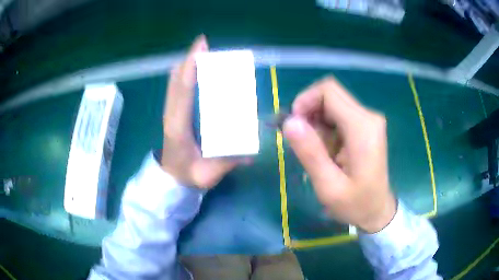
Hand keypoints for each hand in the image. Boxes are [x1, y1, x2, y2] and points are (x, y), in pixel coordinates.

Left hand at [161, 35, 245, 188]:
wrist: (170, 180)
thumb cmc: (189, 176)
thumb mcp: (208, 174)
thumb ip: (228, 162)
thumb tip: (251, 153)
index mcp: (179, 127)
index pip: (183, 91)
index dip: (191, 67)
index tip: (201, 47)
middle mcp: (173, 114)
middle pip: (177, 80)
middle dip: (189, 60)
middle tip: (205, 46)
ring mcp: (171, 112)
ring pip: (174, 82)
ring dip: (186, 65)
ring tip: (202, 54)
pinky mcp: (172, 112)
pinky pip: (176, 88)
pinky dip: (183, 75)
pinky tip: (193, 69)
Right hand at [282, 77, 395, 232]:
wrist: (377, 211)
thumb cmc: (356, 204)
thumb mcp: (329, 186)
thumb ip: (310, 153)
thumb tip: (289, 122)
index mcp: (362, 128)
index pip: (328, 91)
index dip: (305, 101)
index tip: (293, 125)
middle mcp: (368, 116)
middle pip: (330, 95)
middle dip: (309, 112)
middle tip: (299, 140)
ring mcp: (368, 121)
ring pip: (332, 105)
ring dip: (316, 122)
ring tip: (312, 150)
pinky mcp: (365, 127)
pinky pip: (338, 116)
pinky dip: (324, 127)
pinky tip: (323, 150)